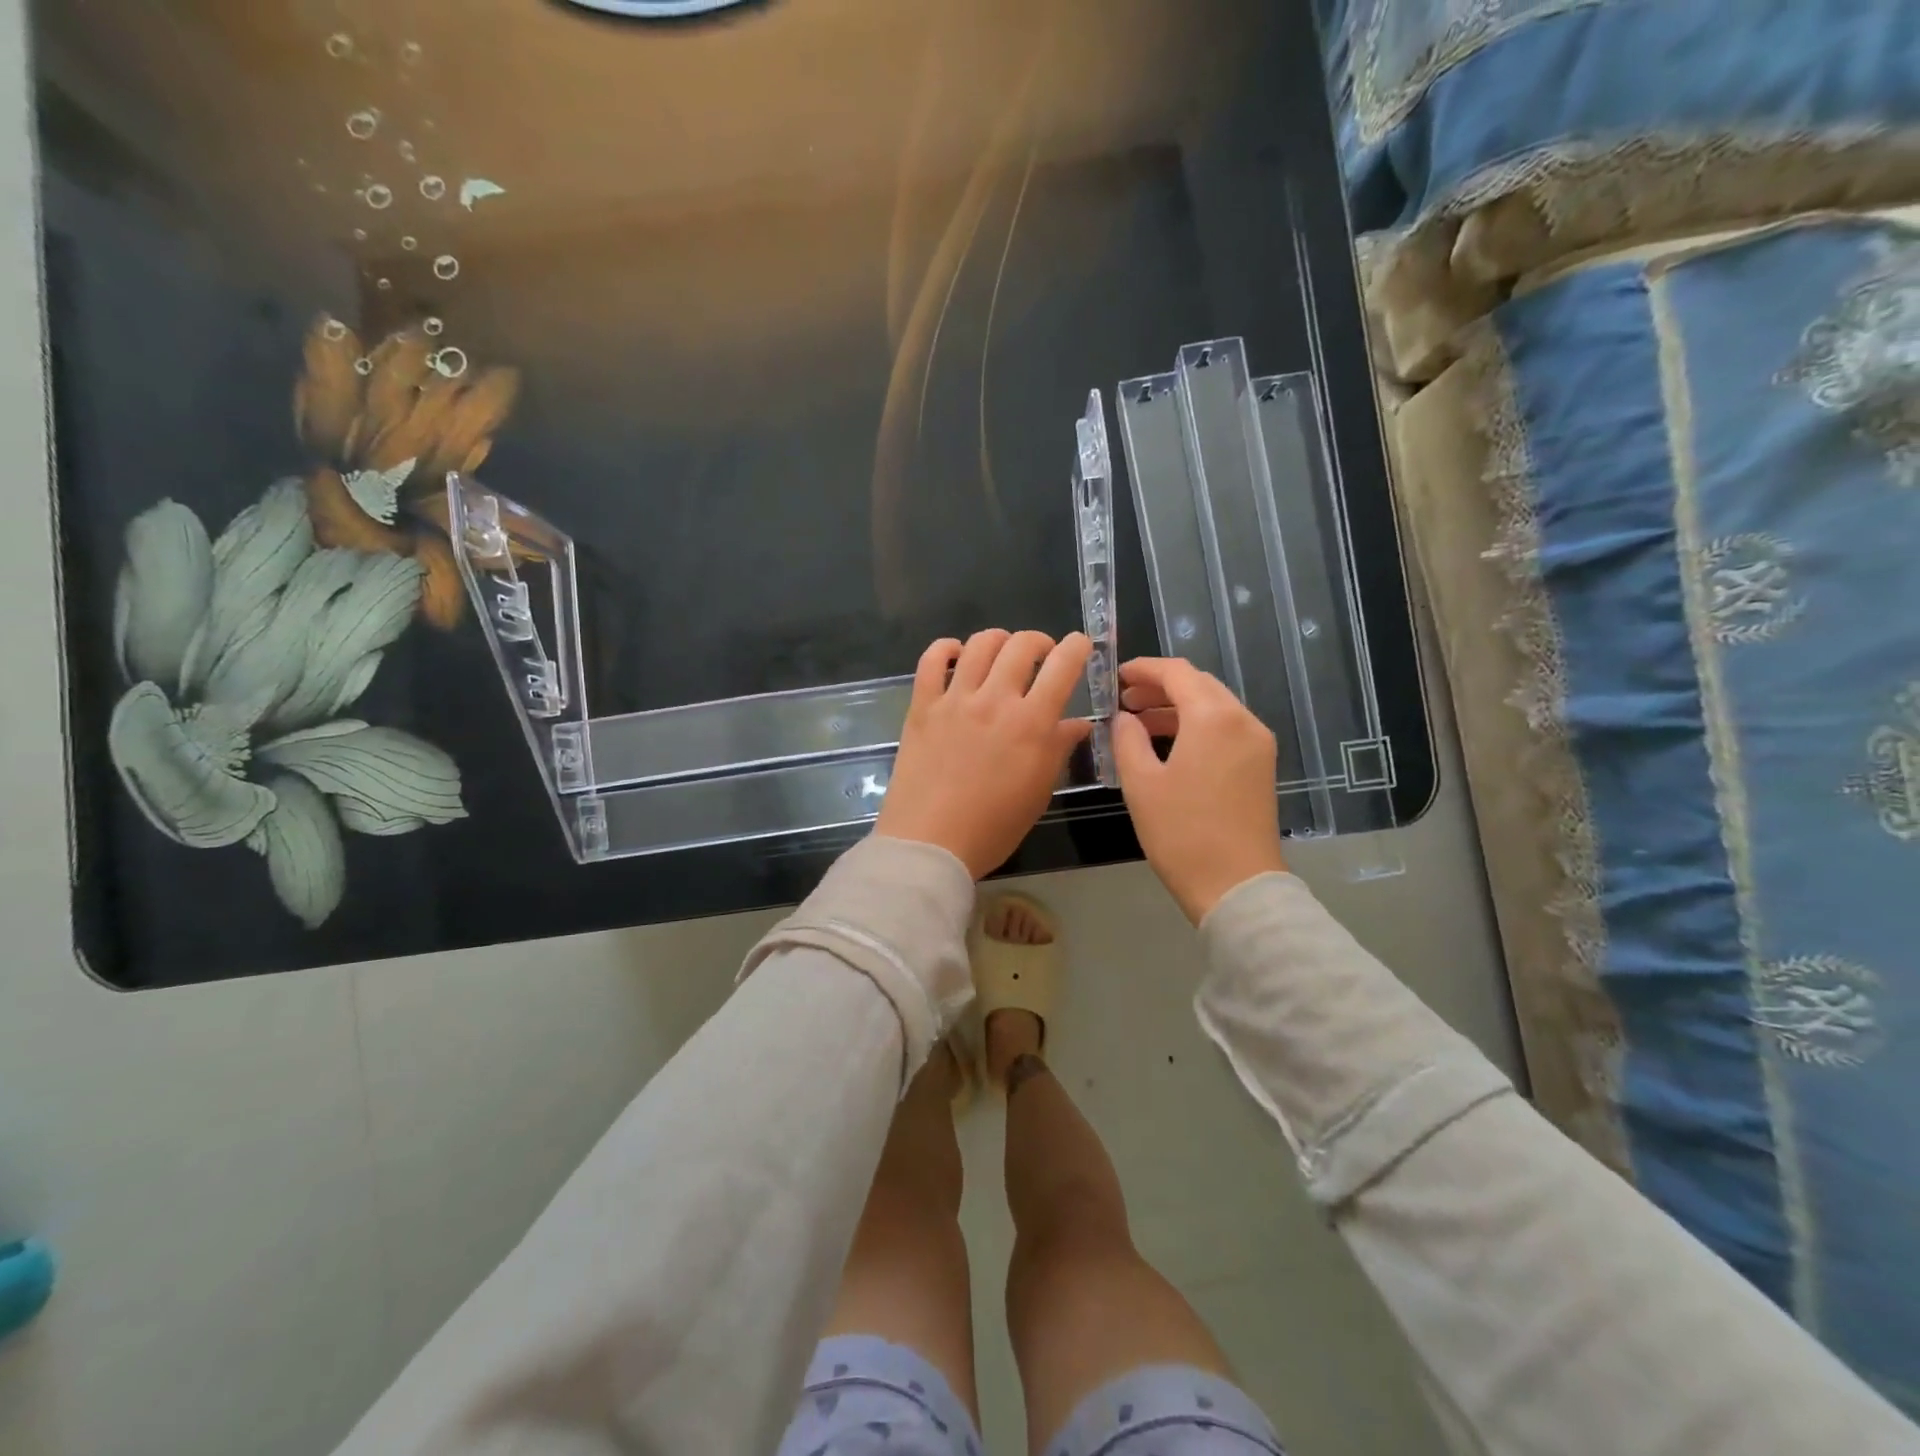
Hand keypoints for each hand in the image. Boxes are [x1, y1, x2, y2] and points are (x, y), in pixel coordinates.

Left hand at [877, 630, 1093, 877]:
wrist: (930, 843)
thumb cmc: (993, 827)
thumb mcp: (1039, 791)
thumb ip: (1059, 749)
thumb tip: (1078, 722)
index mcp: (1031, 723)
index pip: (1062, 666)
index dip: (1076, 647)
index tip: (1079, 645)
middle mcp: (995, 700)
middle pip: (1021, 645)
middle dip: (1040, 641)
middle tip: (1042, 655)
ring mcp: (955, 700)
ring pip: (980, 645)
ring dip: (999, 640)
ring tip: (1002, 652)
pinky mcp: (922, 706)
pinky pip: (931, 660)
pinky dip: (946, 648)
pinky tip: (956, 654)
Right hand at [1112, 657, 1286, 923]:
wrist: (1236, 886)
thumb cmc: (1182, 833)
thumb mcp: (1141, 783)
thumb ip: (1127, 739)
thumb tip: (1124, 718)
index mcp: (1213, 717)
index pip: (1177, 672)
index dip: (1144, 669)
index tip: (1116, 676)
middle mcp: (1243, 720)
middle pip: (1200, 685)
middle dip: (1160, 687)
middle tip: (1124, 700)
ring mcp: (1257, 743)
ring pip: (1214, 707)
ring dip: (1177, 708)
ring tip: (1139, 723)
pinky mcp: (1261, 766)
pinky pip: (1226, 729)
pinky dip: (1196, 726)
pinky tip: (1168, 746)